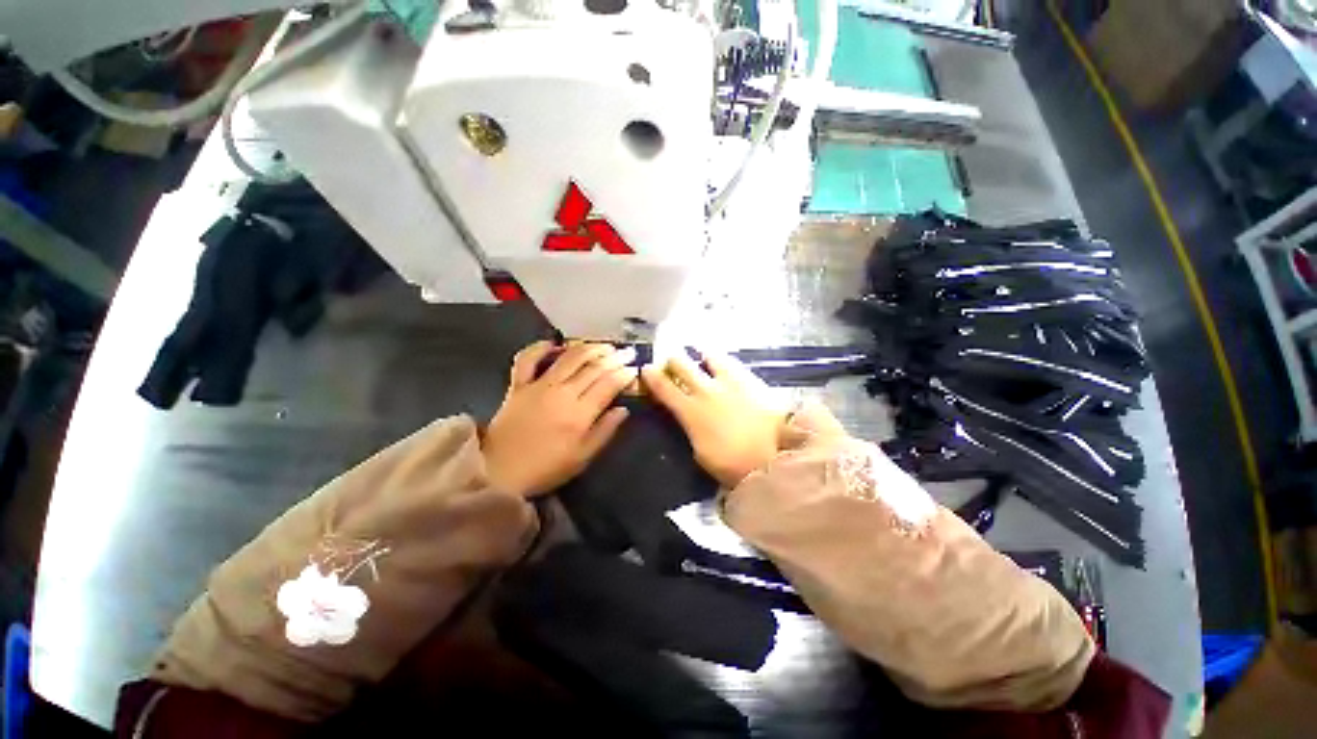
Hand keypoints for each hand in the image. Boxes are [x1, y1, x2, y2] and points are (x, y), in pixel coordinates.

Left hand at [483, 341, 635, 496]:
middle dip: (614, 357)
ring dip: (589, 347)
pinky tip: (553, 343)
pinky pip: (527, 359)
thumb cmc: (546, 469)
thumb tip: (623, 409)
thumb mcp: (582, 458)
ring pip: (568, 358)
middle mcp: (562, 392)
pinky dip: (539, 347)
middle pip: (592, 367)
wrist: (498, 473)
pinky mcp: (518, 385)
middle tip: (627, 352)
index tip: (634, 368)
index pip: (608, 384)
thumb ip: (605, 431)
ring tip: (604, 345)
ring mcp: (538, 386)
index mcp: (579, 413)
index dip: (623, 374)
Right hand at [641, 350, 787, 487]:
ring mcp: (729, 380)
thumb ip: (691, 430)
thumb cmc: (736, 463)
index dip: (651, 376)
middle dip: (672, 361)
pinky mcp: (750, 377)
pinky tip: (724, 365)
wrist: (778, 453)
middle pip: (681, 363)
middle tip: (673, 365)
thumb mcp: (703, 454)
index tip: (646, 369)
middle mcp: (706, 389)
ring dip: (699, 356)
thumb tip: (688, 417)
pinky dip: (722, 361)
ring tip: (702, 360)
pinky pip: (731, 361)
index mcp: (691, 411)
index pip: (664, 387)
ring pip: (707, 355)